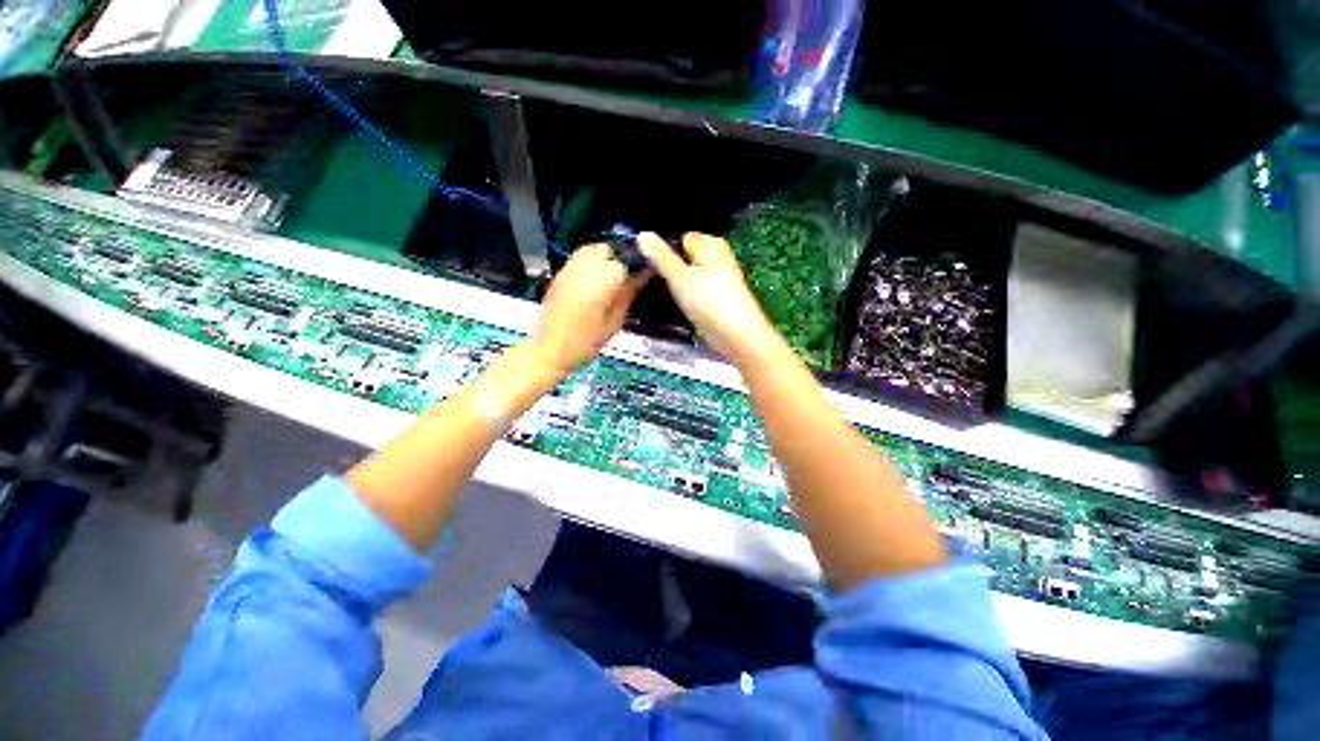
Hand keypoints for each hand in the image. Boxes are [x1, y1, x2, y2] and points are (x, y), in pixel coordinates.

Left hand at [532, 244, 645, 374]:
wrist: (550, 349)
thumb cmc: (586, 341)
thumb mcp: (614, 322)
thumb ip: (627, 295)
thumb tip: (641, 277)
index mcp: (600, 282)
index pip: (624, 262)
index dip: (636, 267)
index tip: (643, 277)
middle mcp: (584, 269)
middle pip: (607, 250)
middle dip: (619, 260)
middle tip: (626, 278)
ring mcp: (569, 269)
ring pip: (591, 250)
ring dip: (604, 259)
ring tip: (610, 278)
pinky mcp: (559, 274)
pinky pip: (578, 259)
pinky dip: (590, 263)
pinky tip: (594, 281)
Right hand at [638, 232, 782, 365]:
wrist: (738, 336)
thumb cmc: (709, 302)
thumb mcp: (679, 276)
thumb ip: (660, 256)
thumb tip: (642, 234)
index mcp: (710, 244)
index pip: (679, 238)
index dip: (663, 250)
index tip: (647, 265)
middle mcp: (717, 257)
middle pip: (684, 257)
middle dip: (669, 268)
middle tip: (651, 281)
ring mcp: (718, 278)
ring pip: (689, 275)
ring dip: (676, 284)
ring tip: (660, 293)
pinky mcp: (717, 297)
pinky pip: (696, 290)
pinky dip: (686, 295)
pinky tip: (677, 305)